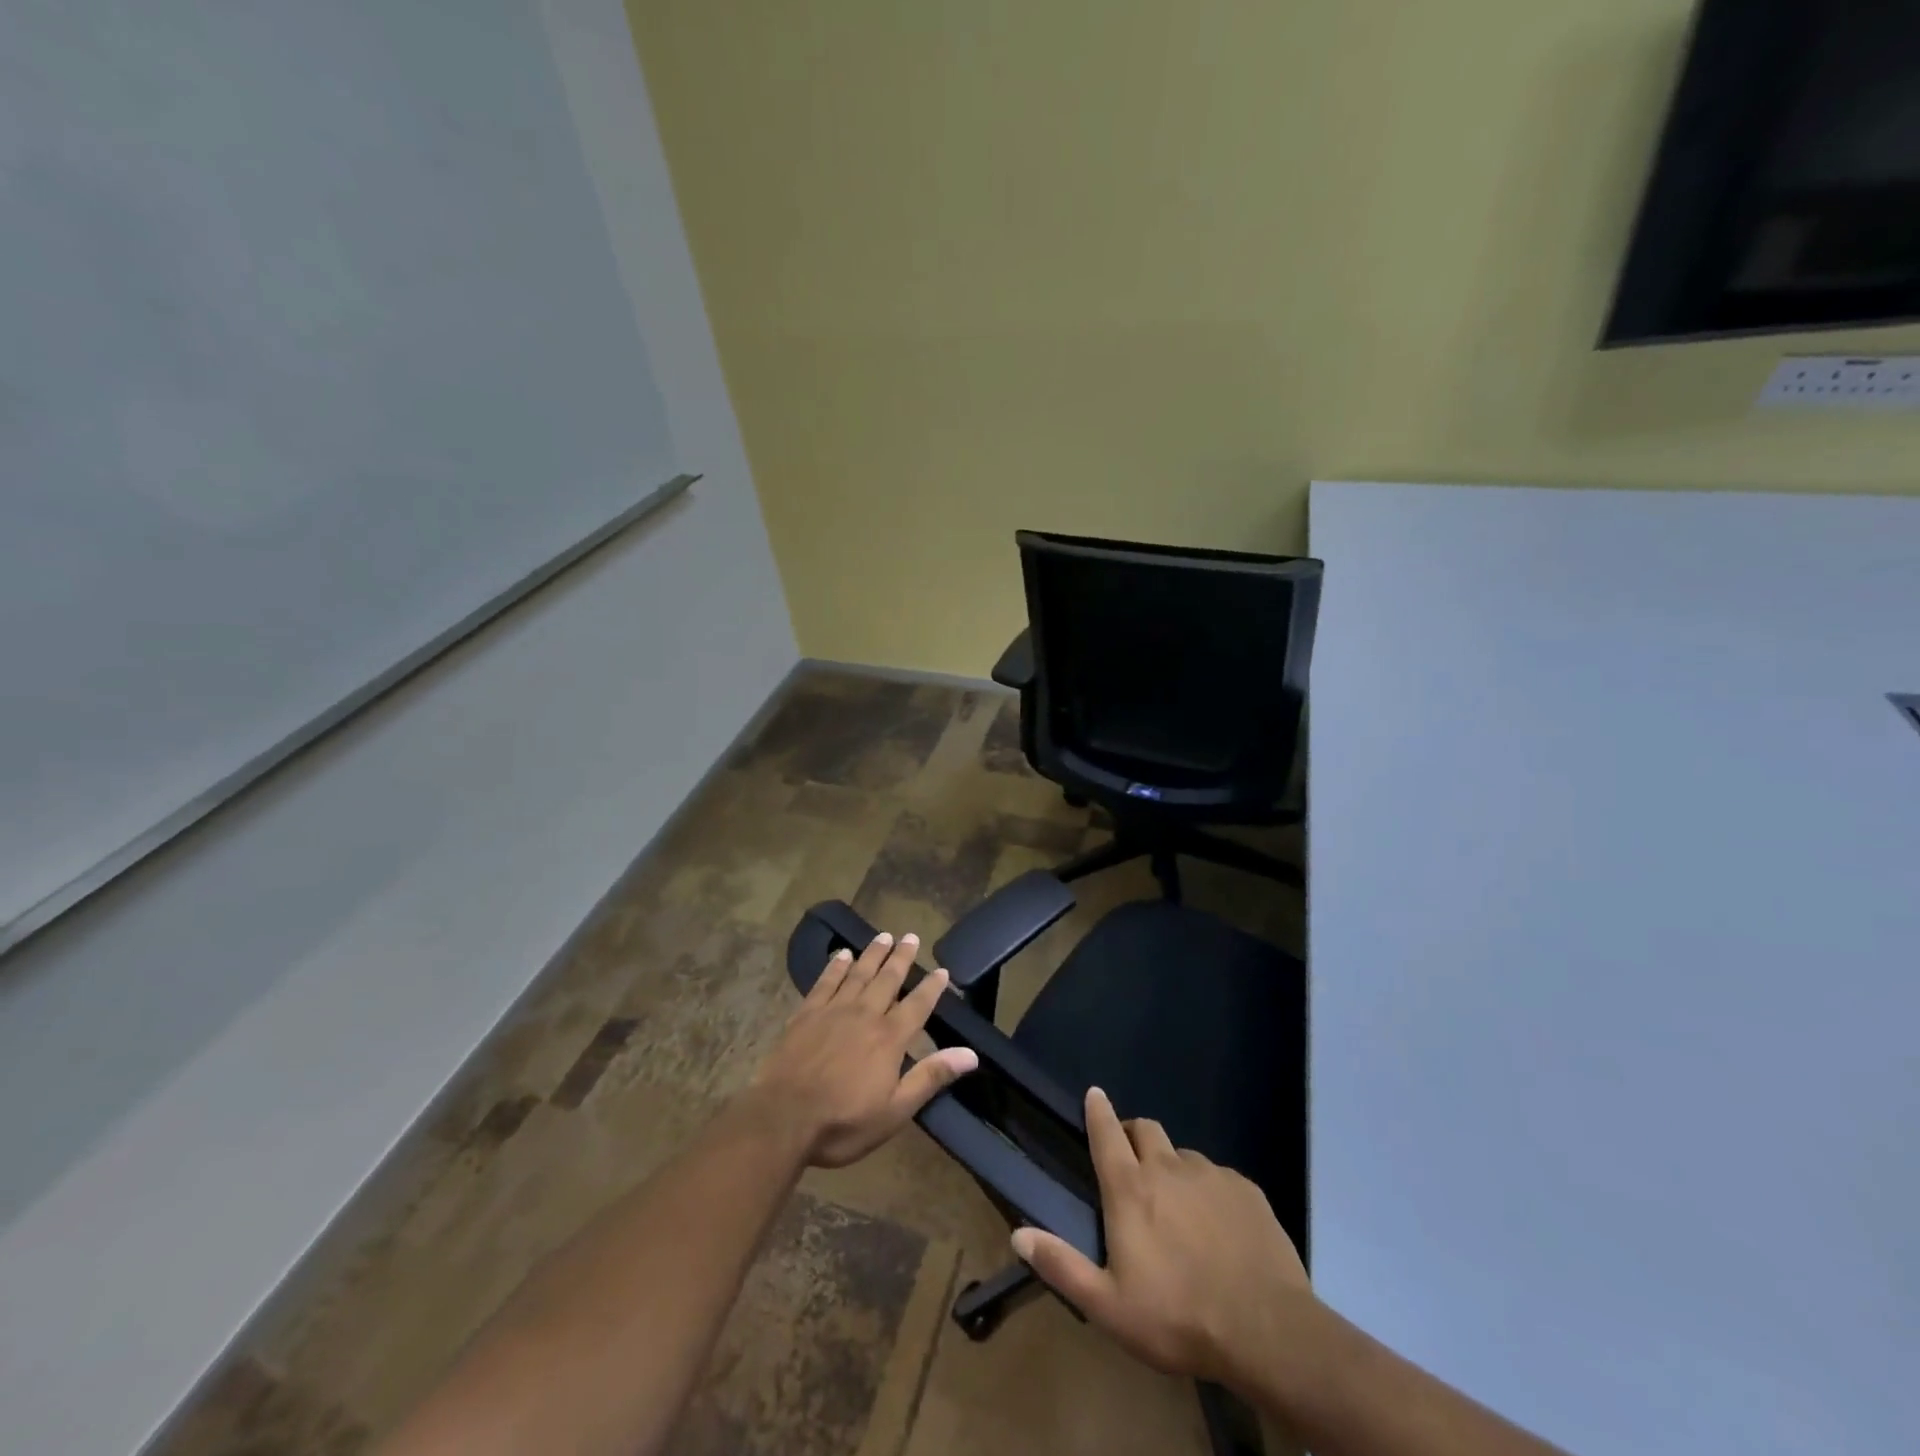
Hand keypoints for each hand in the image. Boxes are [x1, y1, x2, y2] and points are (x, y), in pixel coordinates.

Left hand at [748, 931, 978, 1168]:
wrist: (782, 1119)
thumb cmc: (843, 1122)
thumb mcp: (895, 1111)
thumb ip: (930, 1077)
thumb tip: (970, 1054)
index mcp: (889, 1038)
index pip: (917, 1005)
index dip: (932, 987)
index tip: (942, 970)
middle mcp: (864, 1015)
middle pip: (888, 979)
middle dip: (902, 958)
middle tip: (911, 936)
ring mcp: (833, 1011)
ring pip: (858, 974)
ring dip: (873, 954)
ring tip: (884, 936)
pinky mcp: (806, 1014)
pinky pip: (825, 982)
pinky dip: (836, 967)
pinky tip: (842, 955)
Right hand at [1011, 1087, 1312, 1385]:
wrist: (1266, 1330)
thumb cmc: (1178, 1317)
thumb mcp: (1109, 1306)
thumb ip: (1062, 1265)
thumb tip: (1018, 1235)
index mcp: (1130, 1189)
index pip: (1107, 1133)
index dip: (1098, 1110)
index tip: (1094, 1094)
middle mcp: (1167, 1167)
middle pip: (1145, 1129)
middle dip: (1134, 1135)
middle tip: (1133, 1164)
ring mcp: (1210, 1174)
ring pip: (1184, 1155)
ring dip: (1174, 1169)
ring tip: (1180, 1208)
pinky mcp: (1246, 1189)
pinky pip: (1219, 1177)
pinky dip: (1210, 1191)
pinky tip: (1219, 1228)